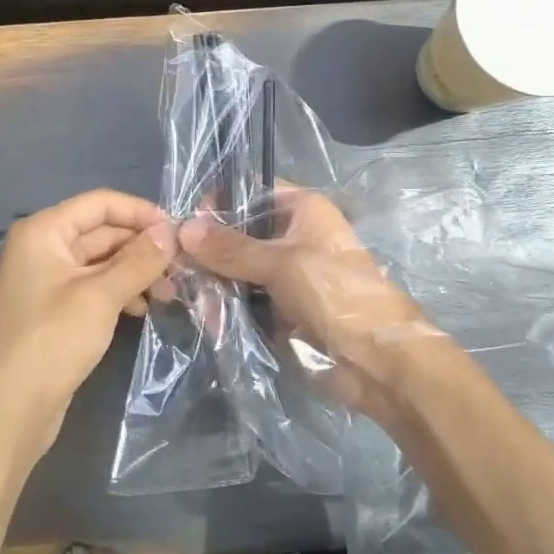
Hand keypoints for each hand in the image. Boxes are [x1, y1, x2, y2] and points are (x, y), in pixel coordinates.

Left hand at [0, 189, 175, 451]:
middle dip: (142, 246)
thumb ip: (139, 260)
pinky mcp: (57, 310)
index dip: (140, 212)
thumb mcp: (100, 296)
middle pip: (103, 231)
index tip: (178, 231)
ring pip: (103, 261)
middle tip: (182, 266)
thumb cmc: (51, 341)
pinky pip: (96, 287)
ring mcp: (50, 280)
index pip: (100, 203)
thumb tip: (171, 231)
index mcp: (45, 231)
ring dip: (136, 271)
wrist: (8, 412)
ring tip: (168, 293)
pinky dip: (121, 292)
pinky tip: (143, 309)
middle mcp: (44, 248)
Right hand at [178, 188, 450, 424]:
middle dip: (208, 248)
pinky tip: (203, 315)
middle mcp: (291, 237)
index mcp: (301, 210)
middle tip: (175, 264)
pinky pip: (242, 301)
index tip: (187, 221)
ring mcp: (284, 276)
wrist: (377, 361)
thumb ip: (230, 248)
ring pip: (236, 270)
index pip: (251, 192)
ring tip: (184, 293)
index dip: (220, 202)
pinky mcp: (279, 310)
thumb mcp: (281, 263)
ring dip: (212, 281)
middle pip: (239, 233)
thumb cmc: (335, 293)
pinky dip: (223, 307)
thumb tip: (183, 228)